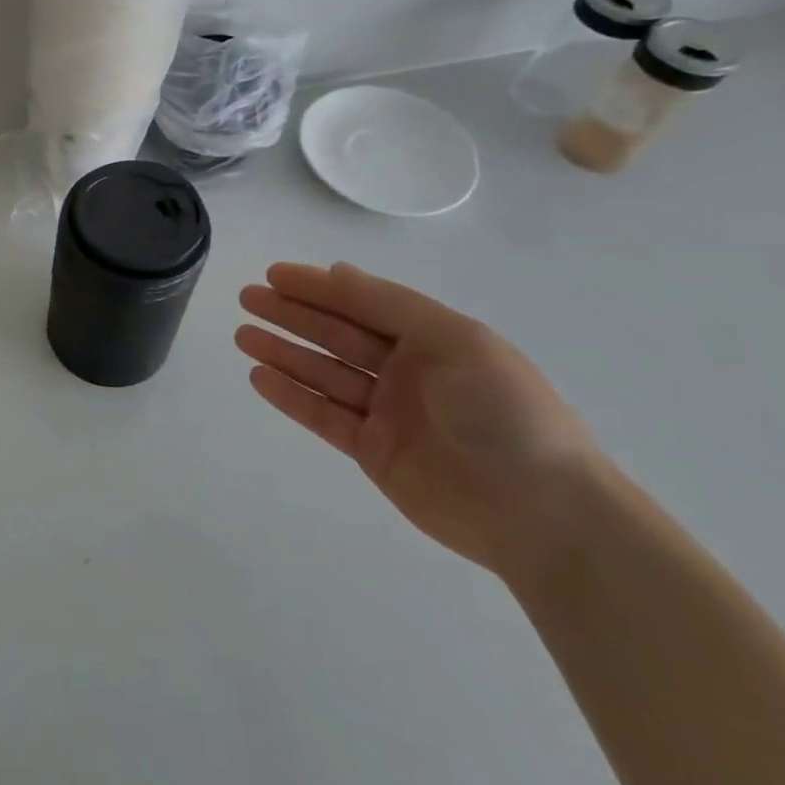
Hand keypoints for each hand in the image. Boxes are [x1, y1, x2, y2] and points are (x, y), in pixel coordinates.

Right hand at [236, 263, 598, 577]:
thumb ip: (388, 304)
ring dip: (283, 352)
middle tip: (247, 298)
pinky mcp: (374, 452)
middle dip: (292, 314)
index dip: (318, 287)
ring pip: (324, 373)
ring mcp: (388, 413)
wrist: (542, 514)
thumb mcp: (453, 340)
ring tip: (243, 335)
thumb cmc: (503, 411)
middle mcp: (407, 371)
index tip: (273, 274)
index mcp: (433, 339)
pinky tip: (260, 377)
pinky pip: (324, 416)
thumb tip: (337, 270)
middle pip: (337, 334)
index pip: (363, 303)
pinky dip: (292, 396)